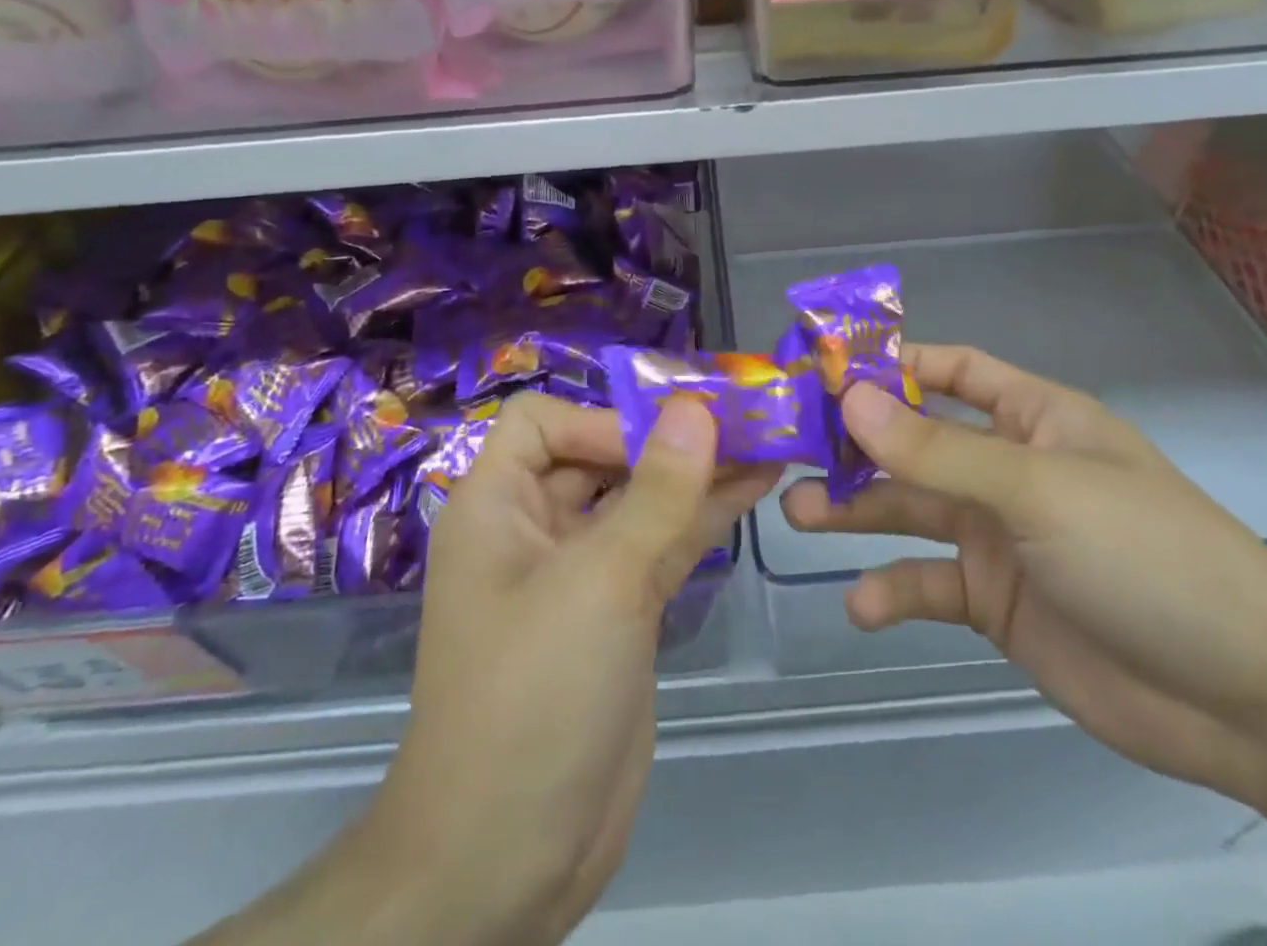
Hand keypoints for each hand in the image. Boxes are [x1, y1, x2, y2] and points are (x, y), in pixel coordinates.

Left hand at [363, 394, 781, 945]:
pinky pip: (661, 545)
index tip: (667, 439)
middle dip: (669, 439)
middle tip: (746, 419)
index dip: (602, 419)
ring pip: (642, 501)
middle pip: (602, 455)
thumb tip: (695, 407)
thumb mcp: (599, 582)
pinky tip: (755, 488)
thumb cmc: (534, 696)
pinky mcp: (619, 611)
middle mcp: (535, 527)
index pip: (542, 422)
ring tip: (768, 441)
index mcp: (498, 506)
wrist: (508, 858)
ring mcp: (581, 572)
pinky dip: (703, 517)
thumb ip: (656, 492)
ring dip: (699, 474)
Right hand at [782, 344, 1266, 810]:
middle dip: (856, 445)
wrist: (1247, 700)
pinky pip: (929, 583)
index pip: (950, 369)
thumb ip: (938, 450)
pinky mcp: (995, 601)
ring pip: (910, 510)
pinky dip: (893, 590)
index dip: (890, 364)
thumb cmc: (1146, 556)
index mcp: (1032, 418)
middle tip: (790, 450)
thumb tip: (851, 397)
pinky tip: (864, 605)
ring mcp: (999, 536)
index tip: (822, 369)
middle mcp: (1009, 469)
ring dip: (856, 512)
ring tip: (798, 516)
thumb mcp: (1037, 491)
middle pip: (915, 442)